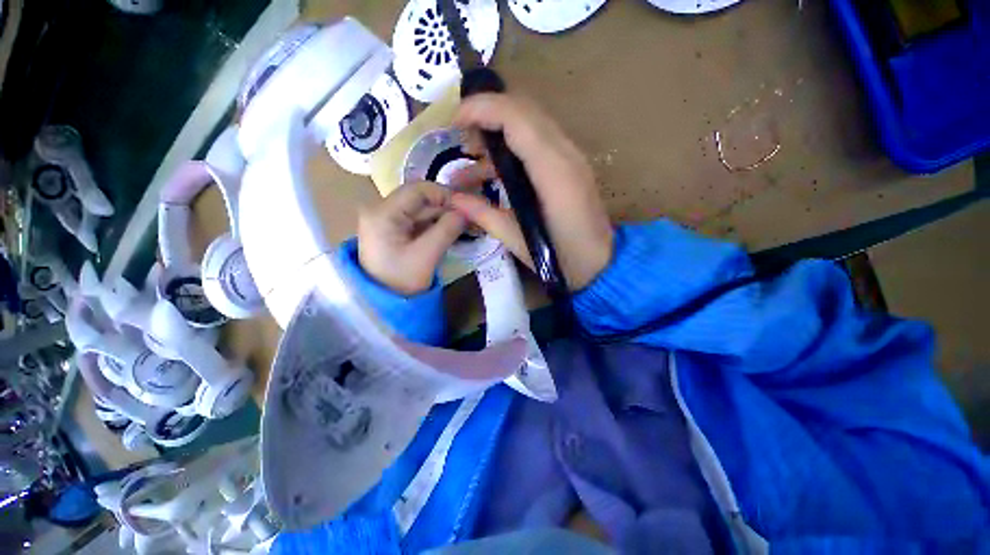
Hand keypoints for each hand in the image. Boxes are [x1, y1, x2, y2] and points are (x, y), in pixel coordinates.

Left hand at [358, 181, 465, 294]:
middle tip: (470, 217)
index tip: (467, 207)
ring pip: (421, 209)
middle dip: (446, 206)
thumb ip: (447, 229)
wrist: (382, 303)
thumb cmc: (401, 281)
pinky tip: (451, 229)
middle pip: (419, 198)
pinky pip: (418, 220)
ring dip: (443, 215)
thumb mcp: (426, 256)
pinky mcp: (393, 229)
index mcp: (383, 212)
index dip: (445, 194)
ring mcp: (386, 219)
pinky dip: (435, 223)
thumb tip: (465, 212)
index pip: (418, 189)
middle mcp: (381, 209)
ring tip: (465, 223)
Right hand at [449, 94, 613, 290]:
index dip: (481, 109)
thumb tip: (453, 199)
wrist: (601, 263)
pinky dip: (511, 145)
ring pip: (530, 122)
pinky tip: (493, 170)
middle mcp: (565, 154)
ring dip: (498, 129)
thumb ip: (485, 215)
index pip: (516, 118)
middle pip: (524, 110)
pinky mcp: (570, 165)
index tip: (453, 123)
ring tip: (471, 158)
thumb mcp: (518, 241)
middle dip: (486, 114)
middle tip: (461, 140)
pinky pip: (537, 140)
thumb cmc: (563, 258)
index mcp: (553, 172)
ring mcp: (571, 156)